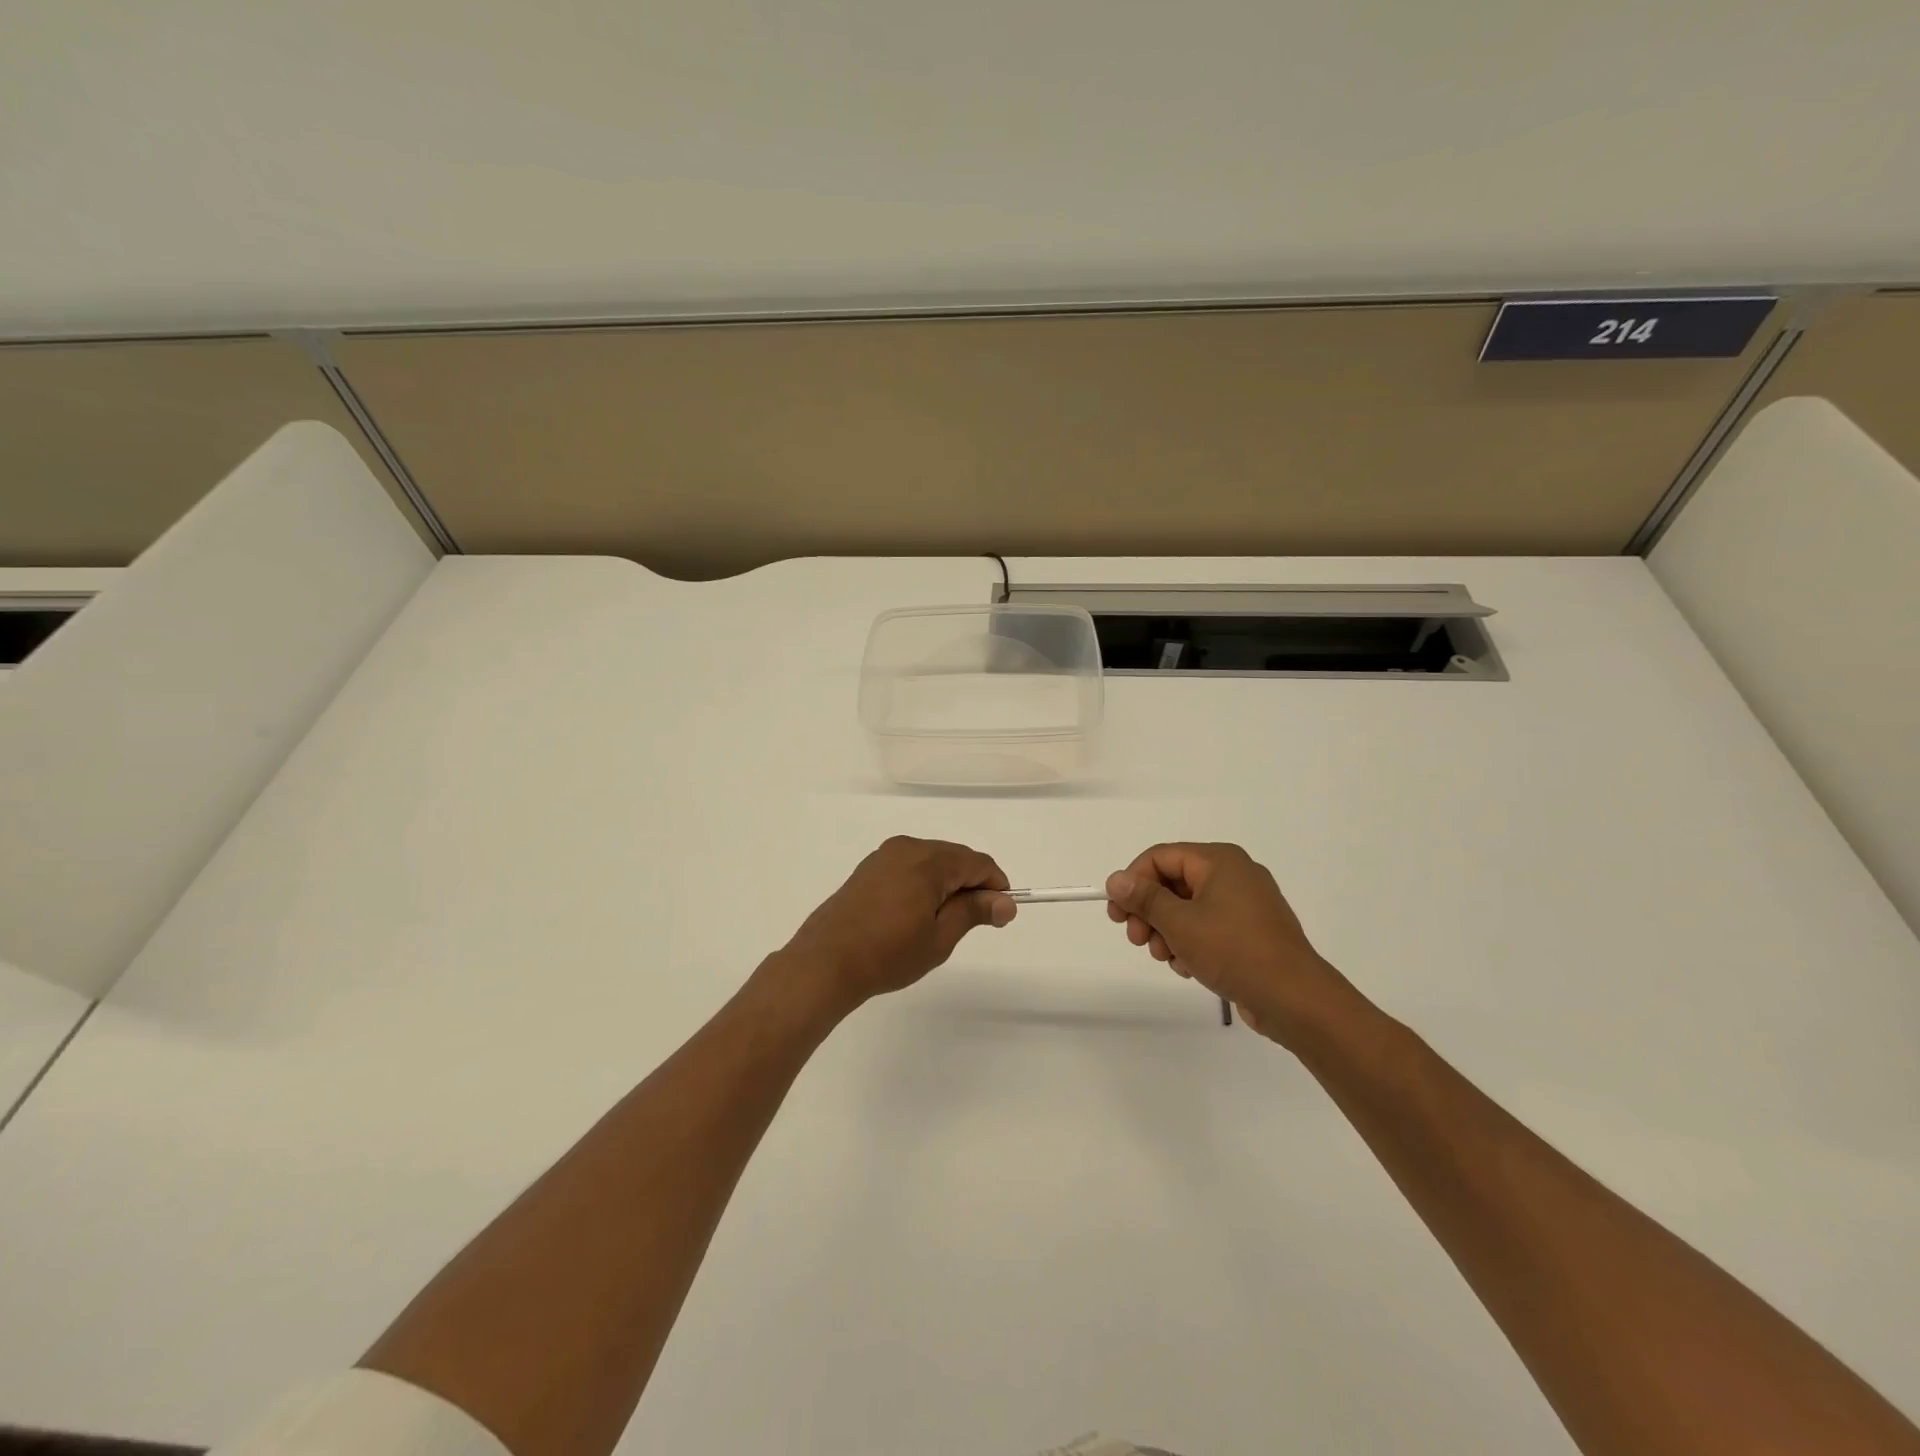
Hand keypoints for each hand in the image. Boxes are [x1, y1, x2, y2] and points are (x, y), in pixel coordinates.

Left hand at [781, 836, 1015, 1010]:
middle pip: (955, 857)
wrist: (826, 962)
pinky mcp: (868, 868)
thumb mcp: (939, 937)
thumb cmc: (888, 953)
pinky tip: (916, 913)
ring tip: (944, 922)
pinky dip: (923, 883)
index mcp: (928, 860)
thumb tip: (1005, 902)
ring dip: (947, 883)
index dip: (995, 886)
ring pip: (931, 861)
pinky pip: (909, 866)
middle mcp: (907, 848)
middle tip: (975, 922)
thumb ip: (974, 912)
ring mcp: (884, 856)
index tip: (1001, 914)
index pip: (977, 863)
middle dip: (971, 884)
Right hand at [1105, 842, 1351, 1047]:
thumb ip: (1144, 898)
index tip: (1117, 913)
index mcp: (1219, 861)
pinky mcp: (1251, 930)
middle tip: (1136, 939)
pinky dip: (1191, 941)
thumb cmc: (1234, 951)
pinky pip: (1208, 925)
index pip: (1160, 857)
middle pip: (1173, 882)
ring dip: (1167, 931)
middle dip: (1149, 911)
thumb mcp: (1180, 923)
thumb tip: (1116, 879)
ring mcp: (1245, 903)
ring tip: (1165, 958)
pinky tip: (1187, 966)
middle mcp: (1234, 874)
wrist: (1295, 999)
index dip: (1133, 881)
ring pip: (1188, 907)